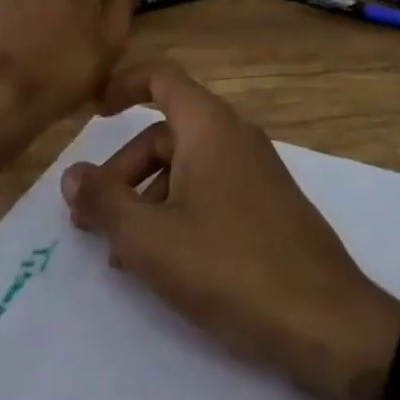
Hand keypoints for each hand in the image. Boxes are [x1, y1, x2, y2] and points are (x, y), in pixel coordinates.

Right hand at [62, 61, 399, 399]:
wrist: (328, 322)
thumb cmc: (231, 267)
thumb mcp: (152, 239)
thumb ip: (105, 202)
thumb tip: (72, 174)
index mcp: (209, 125)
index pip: (160, 77)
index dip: (122, 85)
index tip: (92, 112)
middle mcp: (234, 135)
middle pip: (166, 131)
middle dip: (124, 168)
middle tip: (92, 216)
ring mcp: (256, 170)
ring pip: (187, 164)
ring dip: (147, 196)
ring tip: (123, 250)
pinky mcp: (268, 205)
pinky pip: (210, 189)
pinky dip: (178, 210)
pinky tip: (165, 260)